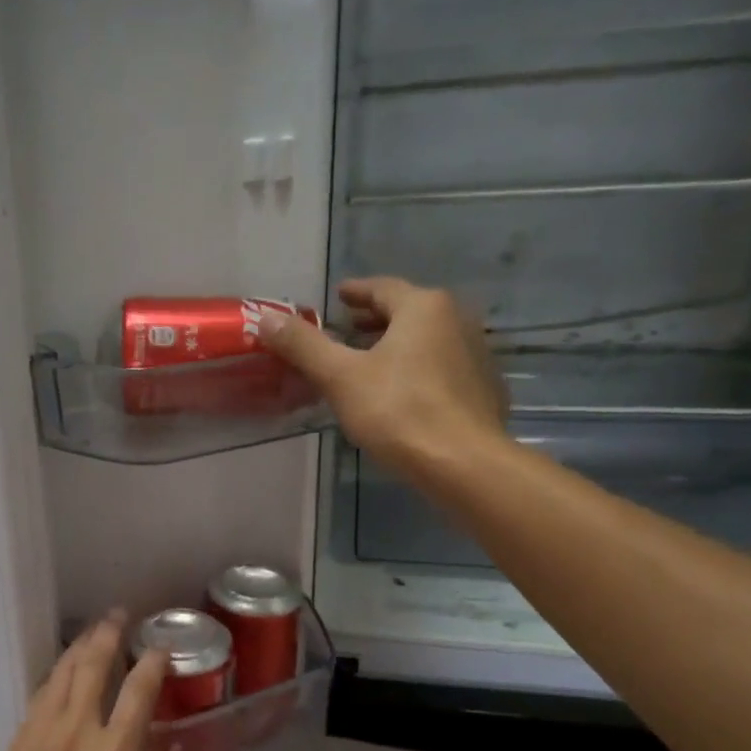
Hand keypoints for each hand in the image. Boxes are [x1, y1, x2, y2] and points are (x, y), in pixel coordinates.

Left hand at [0, 613, 180, 750]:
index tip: (161, 649)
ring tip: (95, 628)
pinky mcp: (20, 738)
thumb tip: (177, 749)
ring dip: (81, 644)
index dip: (152, 664)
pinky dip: (57, 671)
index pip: (138, 693)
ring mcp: (43, 731)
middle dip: (109, 634)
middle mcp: (78, 733)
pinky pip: (42, 692)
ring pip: (63, 671)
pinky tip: (65, 666)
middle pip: (93, 666)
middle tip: (120, 615)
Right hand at [260, 277, 509, 481]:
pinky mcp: (483, 388)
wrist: (462, 462)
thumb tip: (267, 318)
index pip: (382, 288)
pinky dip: (417, 367)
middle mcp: (456, 320)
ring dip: (396, 344)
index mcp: (423, 307)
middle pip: (408, 311)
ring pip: (426, 339)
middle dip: (374, 319)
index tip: (337, 297)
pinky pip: (442, 366)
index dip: (355, 292)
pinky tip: (401, 392)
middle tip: (347, 329)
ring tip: (369, 361)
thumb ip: (304, 345)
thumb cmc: (398, 411)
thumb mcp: (340, 377)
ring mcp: (476, 354)